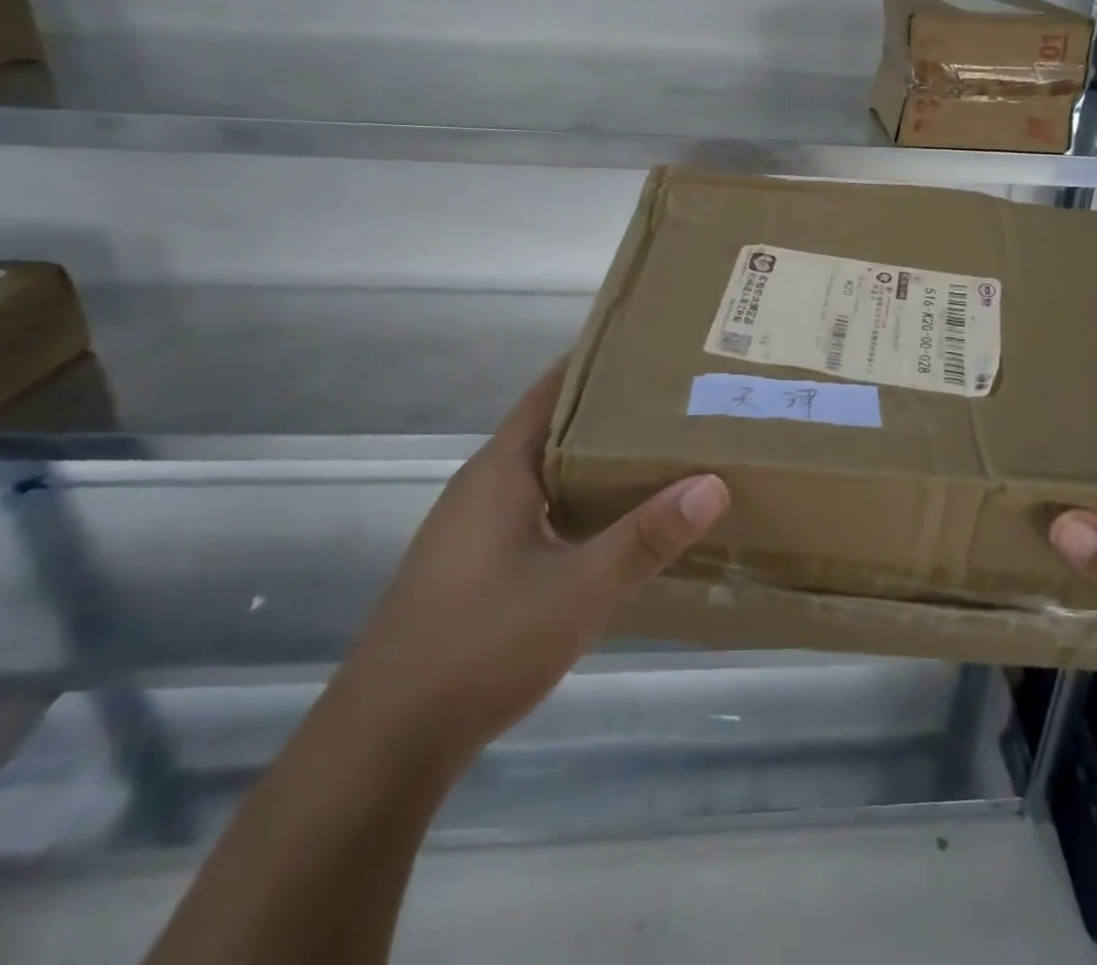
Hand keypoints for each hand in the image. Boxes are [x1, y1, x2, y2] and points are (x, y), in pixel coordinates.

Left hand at [331, 360, 729, 771]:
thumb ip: (647, 537)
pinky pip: (541, 509)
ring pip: (549, 472)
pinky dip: (582, 502)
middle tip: (681, 403)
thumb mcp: (579, 591)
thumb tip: (713, 483)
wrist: (383, 746)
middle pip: (556, 427)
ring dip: (599, 461)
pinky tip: (620, 525)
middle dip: (614, 412)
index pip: (553, 388)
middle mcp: (485, 486)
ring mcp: (475, 528)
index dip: (601, 362)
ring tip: (665, 454)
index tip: (657, 351)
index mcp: (501, 469)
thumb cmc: (480, 647)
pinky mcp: (476, 565)